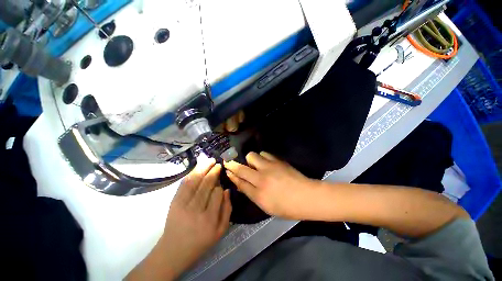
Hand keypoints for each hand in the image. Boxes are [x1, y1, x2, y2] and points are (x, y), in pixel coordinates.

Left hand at [161, 160, 231, 276]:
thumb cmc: (201, 242)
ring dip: (204, 168)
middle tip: (218, 164)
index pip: (217, 193)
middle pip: (206, 184)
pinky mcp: (174, 201)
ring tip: (210, 160)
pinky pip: (184, 183)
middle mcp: (196, 210)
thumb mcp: (221, 230)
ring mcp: (182, 204)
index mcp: (209, 219)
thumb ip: (227, 209)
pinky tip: (198, 167)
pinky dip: (192, 173)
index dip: (220, 185)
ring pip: (195, 180)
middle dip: (214, 171)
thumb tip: (227, 190)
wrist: (174, 250)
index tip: (222, 182)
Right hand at [224, 152, 319, 219]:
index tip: (226, 168)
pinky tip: (266, 163)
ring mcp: (270, 166)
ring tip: (256, 166)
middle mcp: (262, 177)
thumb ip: (251, 193)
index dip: (231, 173)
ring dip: (251, 160)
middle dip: (234, 164)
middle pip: (242, 167)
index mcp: (259, 192)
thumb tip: (240, 183)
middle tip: (234, 164)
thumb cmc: (287, 206)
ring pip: (253, 155)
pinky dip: (262, 157)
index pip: (239, 180)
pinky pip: (265, 154)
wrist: (307, 196)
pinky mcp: (278, 160)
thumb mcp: (266, 205)